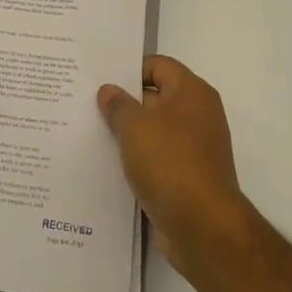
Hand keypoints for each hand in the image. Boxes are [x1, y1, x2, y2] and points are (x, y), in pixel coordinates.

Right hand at [98, 56, 253, 275]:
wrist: (202, 225)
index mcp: (192, 92)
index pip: (158, 65)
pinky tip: (111, 164)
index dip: (129, 69)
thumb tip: (109, 91)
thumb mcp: (134, 126)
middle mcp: (199, 114)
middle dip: (125, 102)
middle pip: (156, 97)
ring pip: (156, 130)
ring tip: (94, 133)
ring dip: (130, 133)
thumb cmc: (169, 162)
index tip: (100, 79)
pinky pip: (159, 158)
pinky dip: (139, 159)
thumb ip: (118, 104)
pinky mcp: (189, 176)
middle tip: (89, 104)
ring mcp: (196, 147)